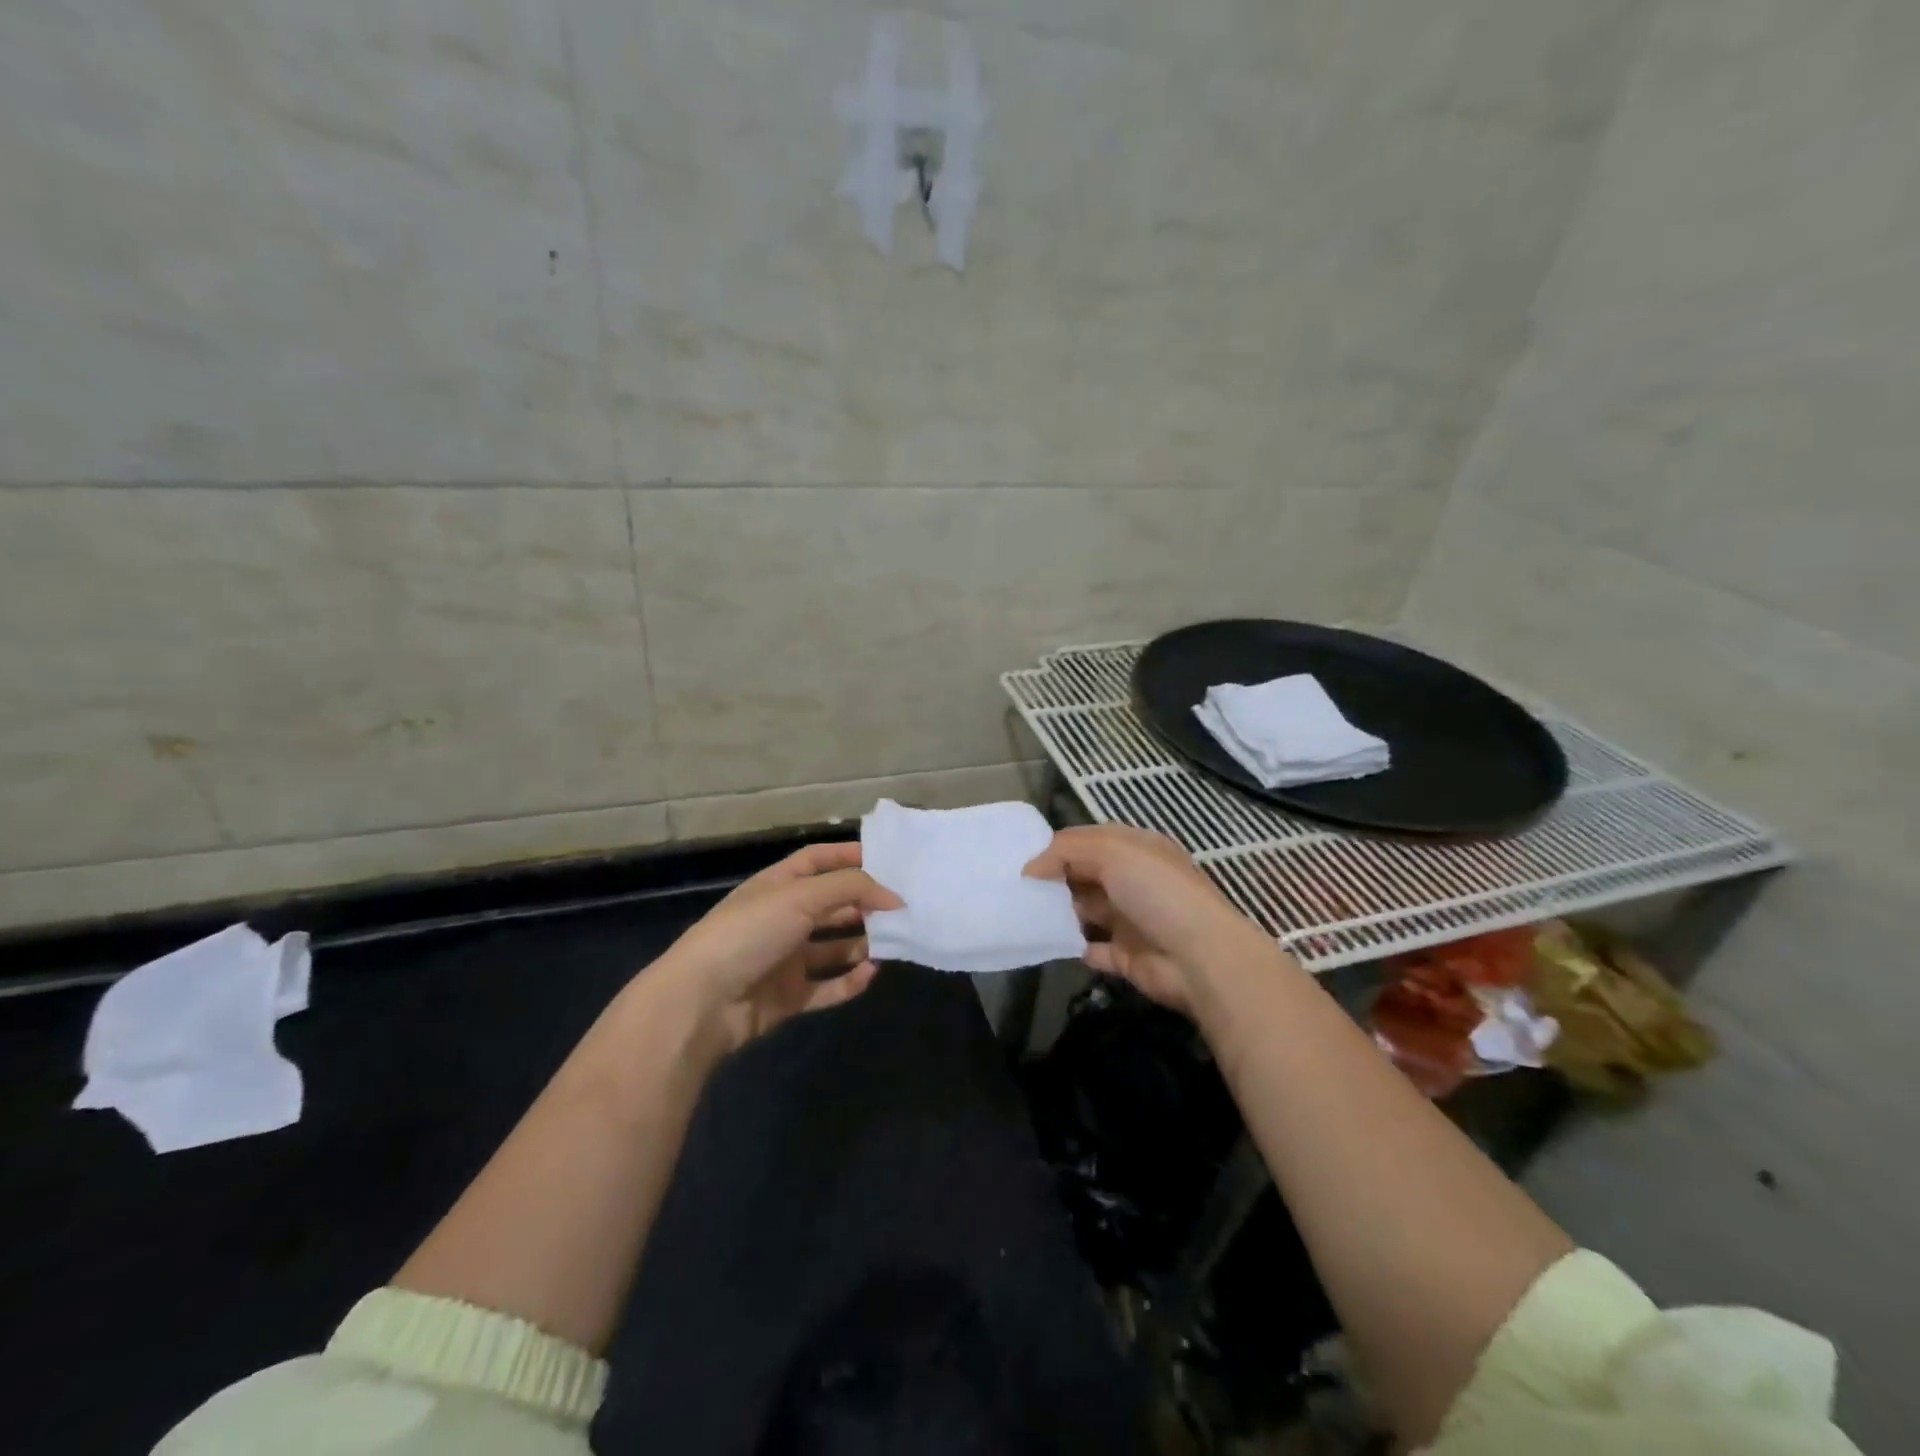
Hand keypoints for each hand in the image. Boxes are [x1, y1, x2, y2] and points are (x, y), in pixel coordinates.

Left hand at [656, 842, 902, 1054]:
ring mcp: (785, 959)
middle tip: (903, 907)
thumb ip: (851, 889)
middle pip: (832, 905)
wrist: (702, 1002)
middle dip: (865, 904)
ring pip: (834, 947)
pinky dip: (850, 981)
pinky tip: (871, 974)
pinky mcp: (788, 996)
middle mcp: (783, 918)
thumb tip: (894, 896)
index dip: (849, 856)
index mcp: (779, 885)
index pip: (818, 860)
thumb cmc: (750, 932)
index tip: (889, 860)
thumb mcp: (801, 896)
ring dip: (862, 944)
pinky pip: (827, 987)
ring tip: (895, 941)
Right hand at [1024, 824, 1274, 1014]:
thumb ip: (1066, 851)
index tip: (1024, 858)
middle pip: (1086, 875)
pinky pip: (1092, 949)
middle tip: (1016, 886)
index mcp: (1138, 850)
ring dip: (1060, 912)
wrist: (1201, 958)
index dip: (1059, 847)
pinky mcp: (1127, 957)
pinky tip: (1045, 941)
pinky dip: (1071, 946)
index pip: (1091, 841)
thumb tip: (1030, 868)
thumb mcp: (1112, 852)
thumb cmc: (1157, 892)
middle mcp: (1135, 881)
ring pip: (1086, 911)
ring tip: (1023, 912)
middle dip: (1055, 879)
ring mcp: (1131, 920)